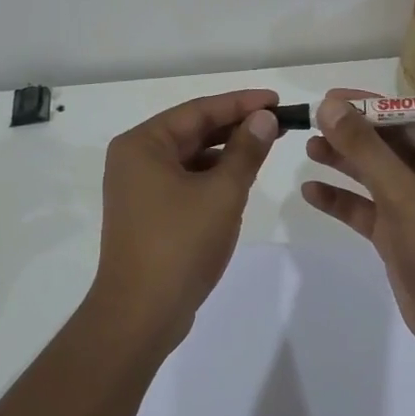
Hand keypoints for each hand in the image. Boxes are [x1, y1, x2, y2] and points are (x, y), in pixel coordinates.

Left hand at [95, 89, 280, 352]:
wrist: (140, 315)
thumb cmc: (180, 245)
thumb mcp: (222, 192)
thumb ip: (246, 150)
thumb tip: (265, 118)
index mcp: (143, 144)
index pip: (199, 110)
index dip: (241, 103)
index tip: (277, 100)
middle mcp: (135, 159)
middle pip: (193, 130)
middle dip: (236, 126)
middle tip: (279, 122)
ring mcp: (138, 188)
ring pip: (191, 157)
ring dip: (226, 152)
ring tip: (266, 147)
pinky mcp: (148, 212)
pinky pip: (185, 180)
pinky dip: (212, 176)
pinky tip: (240, 179)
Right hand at [300, 89, 414, 353]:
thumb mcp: (401, 192)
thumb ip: (364, 148)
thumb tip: (330, 105)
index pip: (404, 118)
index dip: (366, 107)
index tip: (328, 99)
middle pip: (386, 144)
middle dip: (350, 135)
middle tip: (310, 123)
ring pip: (374, 174)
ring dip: (343, 162)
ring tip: (308, 148)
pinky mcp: (399, 232)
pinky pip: (366, 207)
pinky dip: (341, 199)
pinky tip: (311, 192)